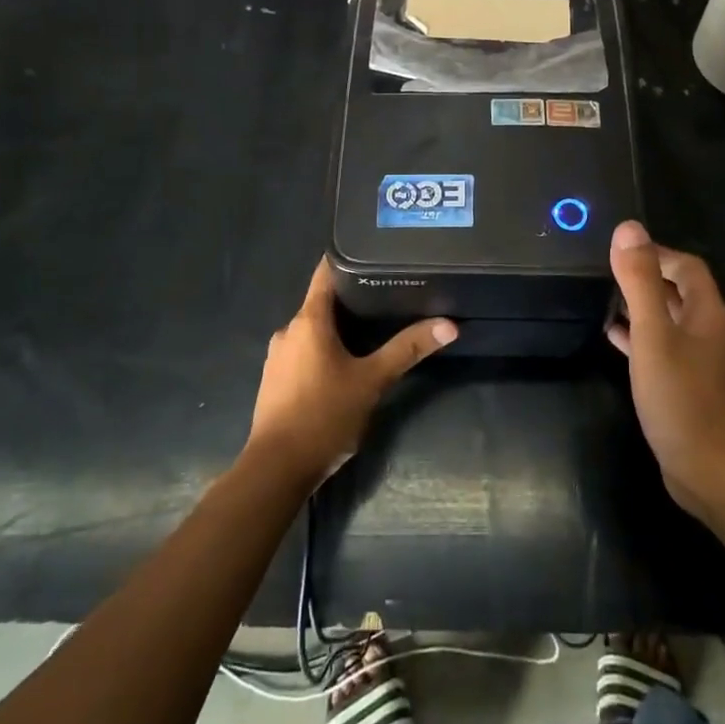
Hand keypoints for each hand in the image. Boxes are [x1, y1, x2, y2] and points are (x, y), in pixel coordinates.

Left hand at [246, 259, 456, 488]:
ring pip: (312, 330)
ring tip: (372, 329)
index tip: (372, 253)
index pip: (325, 274)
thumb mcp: (372, 381)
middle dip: (351, 300)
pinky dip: (323, 350)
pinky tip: (345, 364)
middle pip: (321, 303)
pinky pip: (302, 352)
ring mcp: (278, 357)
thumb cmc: (324, 416)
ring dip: (337, 328)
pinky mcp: (275, 381)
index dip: (347, 259)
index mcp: (308, 321)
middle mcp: (288, 331)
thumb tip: (449, 325)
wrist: (276, 470)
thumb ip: (408, 349)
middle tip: (387, 295)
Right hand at [607, 221, 724, 518]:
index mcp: (708, 312)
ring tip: (603, 300)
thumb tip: (629, 228)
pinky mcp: (688, 386)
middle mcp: (710, 331)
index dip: (657, 253)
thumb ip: (640, 281)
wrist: (710, 468)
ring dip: (641, 308)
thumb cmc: (680, 395)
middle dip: (646, 278)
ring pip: (669, 321)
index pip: (687, 266)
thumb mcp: (653, 333)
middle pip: (679, 291)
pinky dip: (640, 337)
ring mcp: (701, 361)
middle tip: (606, 273)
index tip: (621, 251)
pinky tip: (613, 339)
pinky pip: (663, 348)